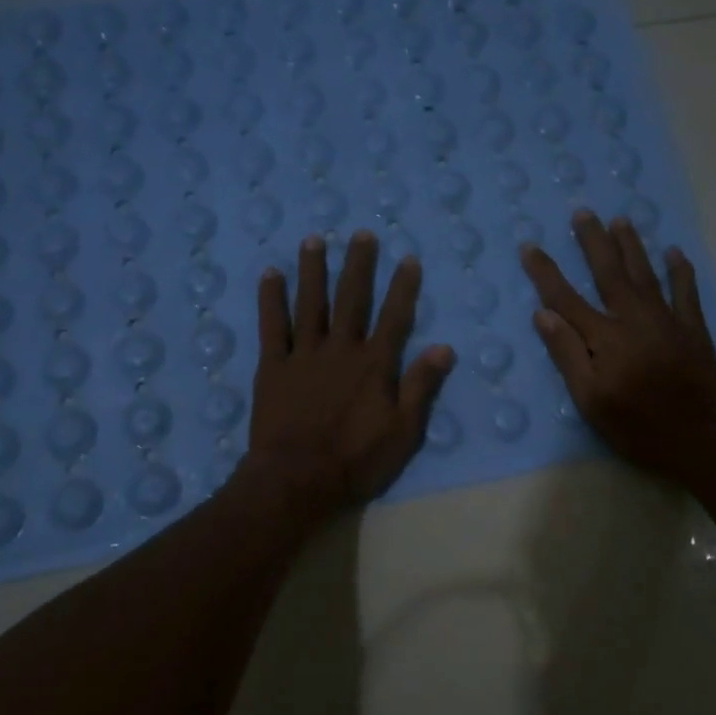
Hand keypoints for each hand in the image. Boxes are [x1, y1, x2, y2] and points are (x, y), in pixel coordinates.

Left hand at [247, 230, 455, 514]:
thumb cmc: (356, 461)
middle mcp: (340, 349)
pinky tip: (269, 274)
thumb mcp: (403, 431)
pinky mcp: (272, 366)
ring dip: (313, 270)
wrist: (296, 480)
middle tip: (361, 234)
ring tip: (314, 240)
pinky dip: (270, 299)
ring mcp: (303, 354)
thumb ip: (421, 386)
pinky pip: (272, 326)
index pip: (394, 317)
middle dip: (358, 265)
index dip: (403, 287)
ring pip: (310, 303)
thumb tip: (445, 348)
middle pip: (351, 299)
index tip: (408, 259)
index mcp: (374, 365)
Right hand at [520, 211, 715, 484]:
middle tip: (583, 213)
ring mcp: (667, 321)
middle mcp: (634, 319)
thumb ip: (567, 355)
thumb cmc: (635, 426)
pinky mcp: (693, 330)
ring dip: (632, 246)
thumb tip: (543, 314)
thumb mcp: (589, 400)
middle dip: (593, 242)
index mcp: (604, 338)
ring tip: (621, 220)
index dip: (546, 272)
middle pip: (609, 273)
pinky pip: (686, 292)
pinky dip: (680, 271)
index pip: (566, 298)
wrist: (697, 440)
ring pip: (645, 274)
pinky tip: (674, 252)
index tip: (530, 247)